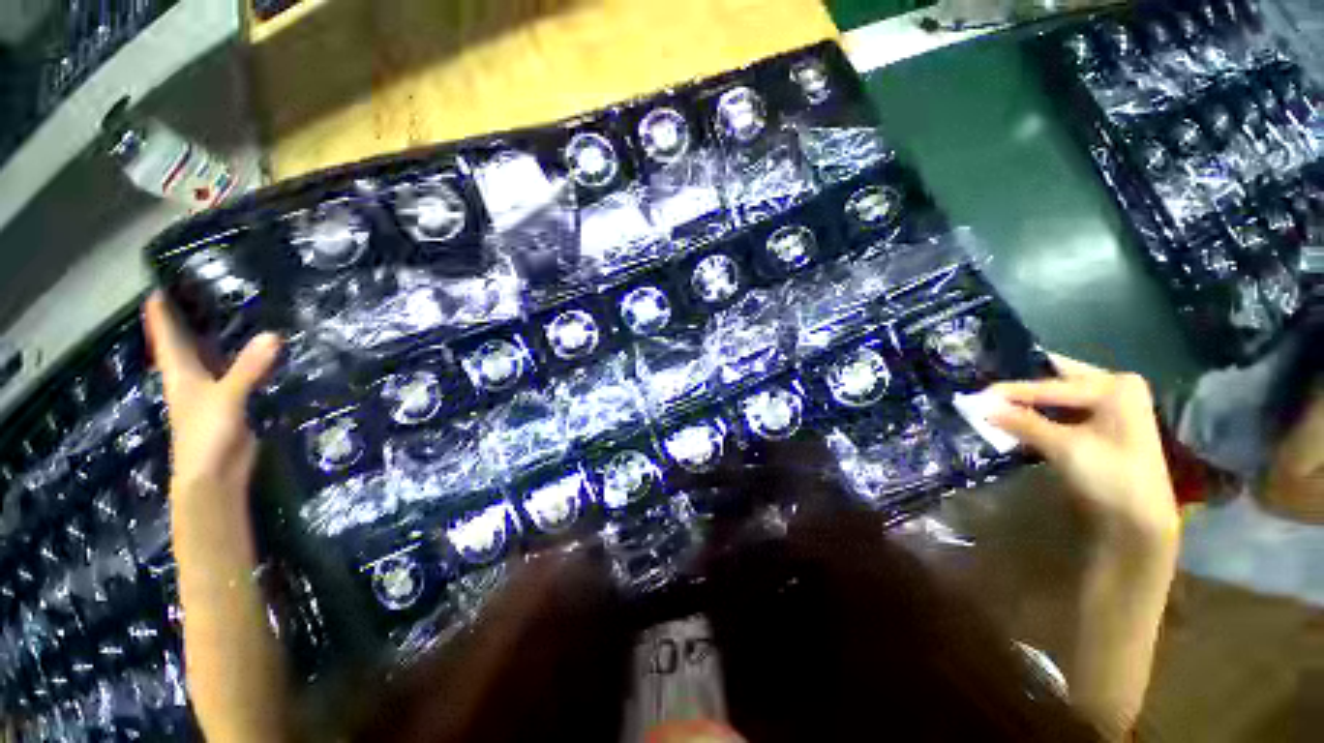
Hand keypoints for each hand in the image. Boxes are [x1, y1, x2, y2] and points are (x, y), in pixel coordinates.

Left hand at [143, 292, 280, 501]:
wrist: (215, 476)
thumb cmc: (206, 435)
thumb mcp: (226, 397)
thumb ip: (249, 368)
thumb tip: (274, 336)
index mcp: (181, 371)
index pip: (166, 334)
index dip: (161, 310)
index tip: (162, 283)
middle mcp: (193, 376)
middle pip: (187, 341)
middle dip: (191, 317)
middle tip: (204, 289)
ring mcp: (213, 390)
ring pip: (213, 356)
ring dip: (220, 337)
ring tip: (233, 312)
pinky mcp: (233, 402)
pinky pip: (238, 372)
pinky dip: (247, 359)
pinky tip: (261, 350)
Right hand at [988, 354, 1179, 551]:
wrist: (1140, 521)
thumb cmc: (1111, 476)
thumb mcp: (1064, 446)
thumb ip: (1022, 422)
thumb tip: (980, 406)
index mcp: (1114, 385)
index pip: (1050, 384)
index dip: (1012, 390)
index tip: (977, 393)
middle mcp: (1113, 388)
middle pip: (1055, 381)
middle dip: (1020, 388)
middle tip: (984, 390)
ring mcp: (1108, 408)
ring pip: (1055, 398)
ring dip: (1025, 404)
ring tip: (991, 404)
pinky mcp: (1099, 427)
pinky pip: (1060, 413)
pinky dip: (1036, 416)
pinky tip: (1012, 419)